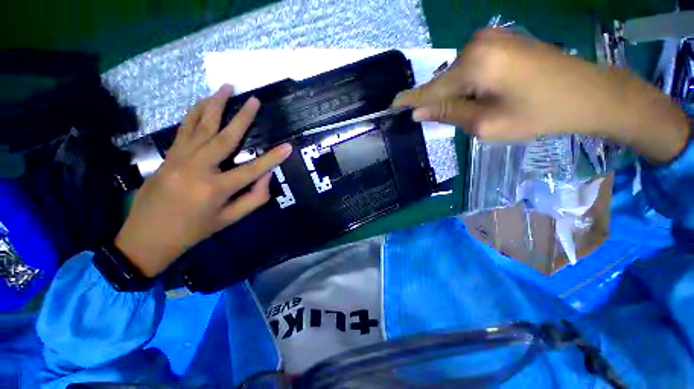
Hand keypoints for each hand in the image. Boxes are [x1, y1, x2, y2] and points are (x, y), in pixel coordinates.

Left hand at [115, 85, 291, 276]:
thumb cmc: (194, 230)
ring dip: (215, 105)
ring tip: (226, 88)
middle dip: (242, 118)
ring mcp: (179, 158)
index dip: (272, 159)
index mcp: (215, 189)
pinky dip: (194, 113)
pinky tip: (202, 101)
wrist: (147, 236)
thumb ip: (254, 199)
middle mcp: (197, 168)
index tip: (288, 147)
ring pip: (200, 126)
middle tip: (255, 100)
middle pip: (224, 138)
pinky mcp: (168, 155)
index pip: (251, 170)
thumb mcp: (229, 219)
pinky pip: (184, 129)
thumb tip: (267, 176)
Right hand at [393, 28, 688, 162]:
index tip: (392, 105)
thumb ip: (449, 114)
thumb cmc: (540, 115)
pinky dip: (467, 84)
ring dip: (454, 94)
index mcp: (475, 64)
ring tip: (470, 110)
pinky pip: (470, 66)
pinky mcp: (500, 40)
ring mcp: (491, 38)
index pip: (432, 89)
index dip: (411, 100)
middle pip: (443, 81)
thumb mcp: (487, 124)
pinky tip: (479, 96)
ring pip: (456, 74)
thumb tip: (419, 112)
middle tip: (439, 120)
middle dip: (437, 101)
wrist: (589, 94)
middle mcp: (478, 43)